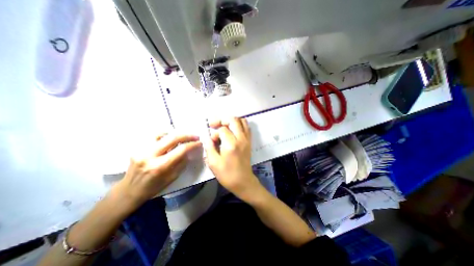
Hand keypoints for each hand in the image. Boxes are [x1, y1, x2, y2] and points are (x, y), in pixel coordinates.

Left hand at [117, 133, 202, 205]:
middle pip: (172, 137)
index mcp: (160, 166)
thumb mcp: (172, 177)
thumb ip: (182, 163)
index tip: (199, 142)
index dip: (192, 144)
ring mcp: (141, 149)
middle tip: (195, 135)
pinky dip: (164, 135)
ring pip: (162, 133)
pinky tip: (168, 139)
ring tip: (181, 137)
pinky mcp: (137, 147)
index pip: (181, 150)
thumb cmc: (154, 187)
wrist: (129, 190)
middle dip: (187, 135)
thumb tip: (189, 151)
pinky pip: (154, 136)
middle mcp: (150, 155)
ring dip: (175, 134)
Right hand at [204, 118, 262, 201]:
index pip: (222, 130)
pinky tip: (232, 129)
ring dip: (231, 120)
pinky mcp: (249, 141)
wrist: (243, 181)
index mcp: (231, 144)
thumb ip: (209, 147)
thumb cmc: (227, 174)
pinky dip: (239, 124)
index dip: (215, 134)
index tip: (212, 141)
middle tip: (214, 124)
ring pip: (241, 121)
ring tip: (223, 126)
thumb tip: (206, 137)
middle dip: (222, 120)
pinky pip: (246, 127)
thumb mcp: (213, 163)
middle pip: (233, 120)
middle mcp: (241, 139)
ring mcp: (247, 139)